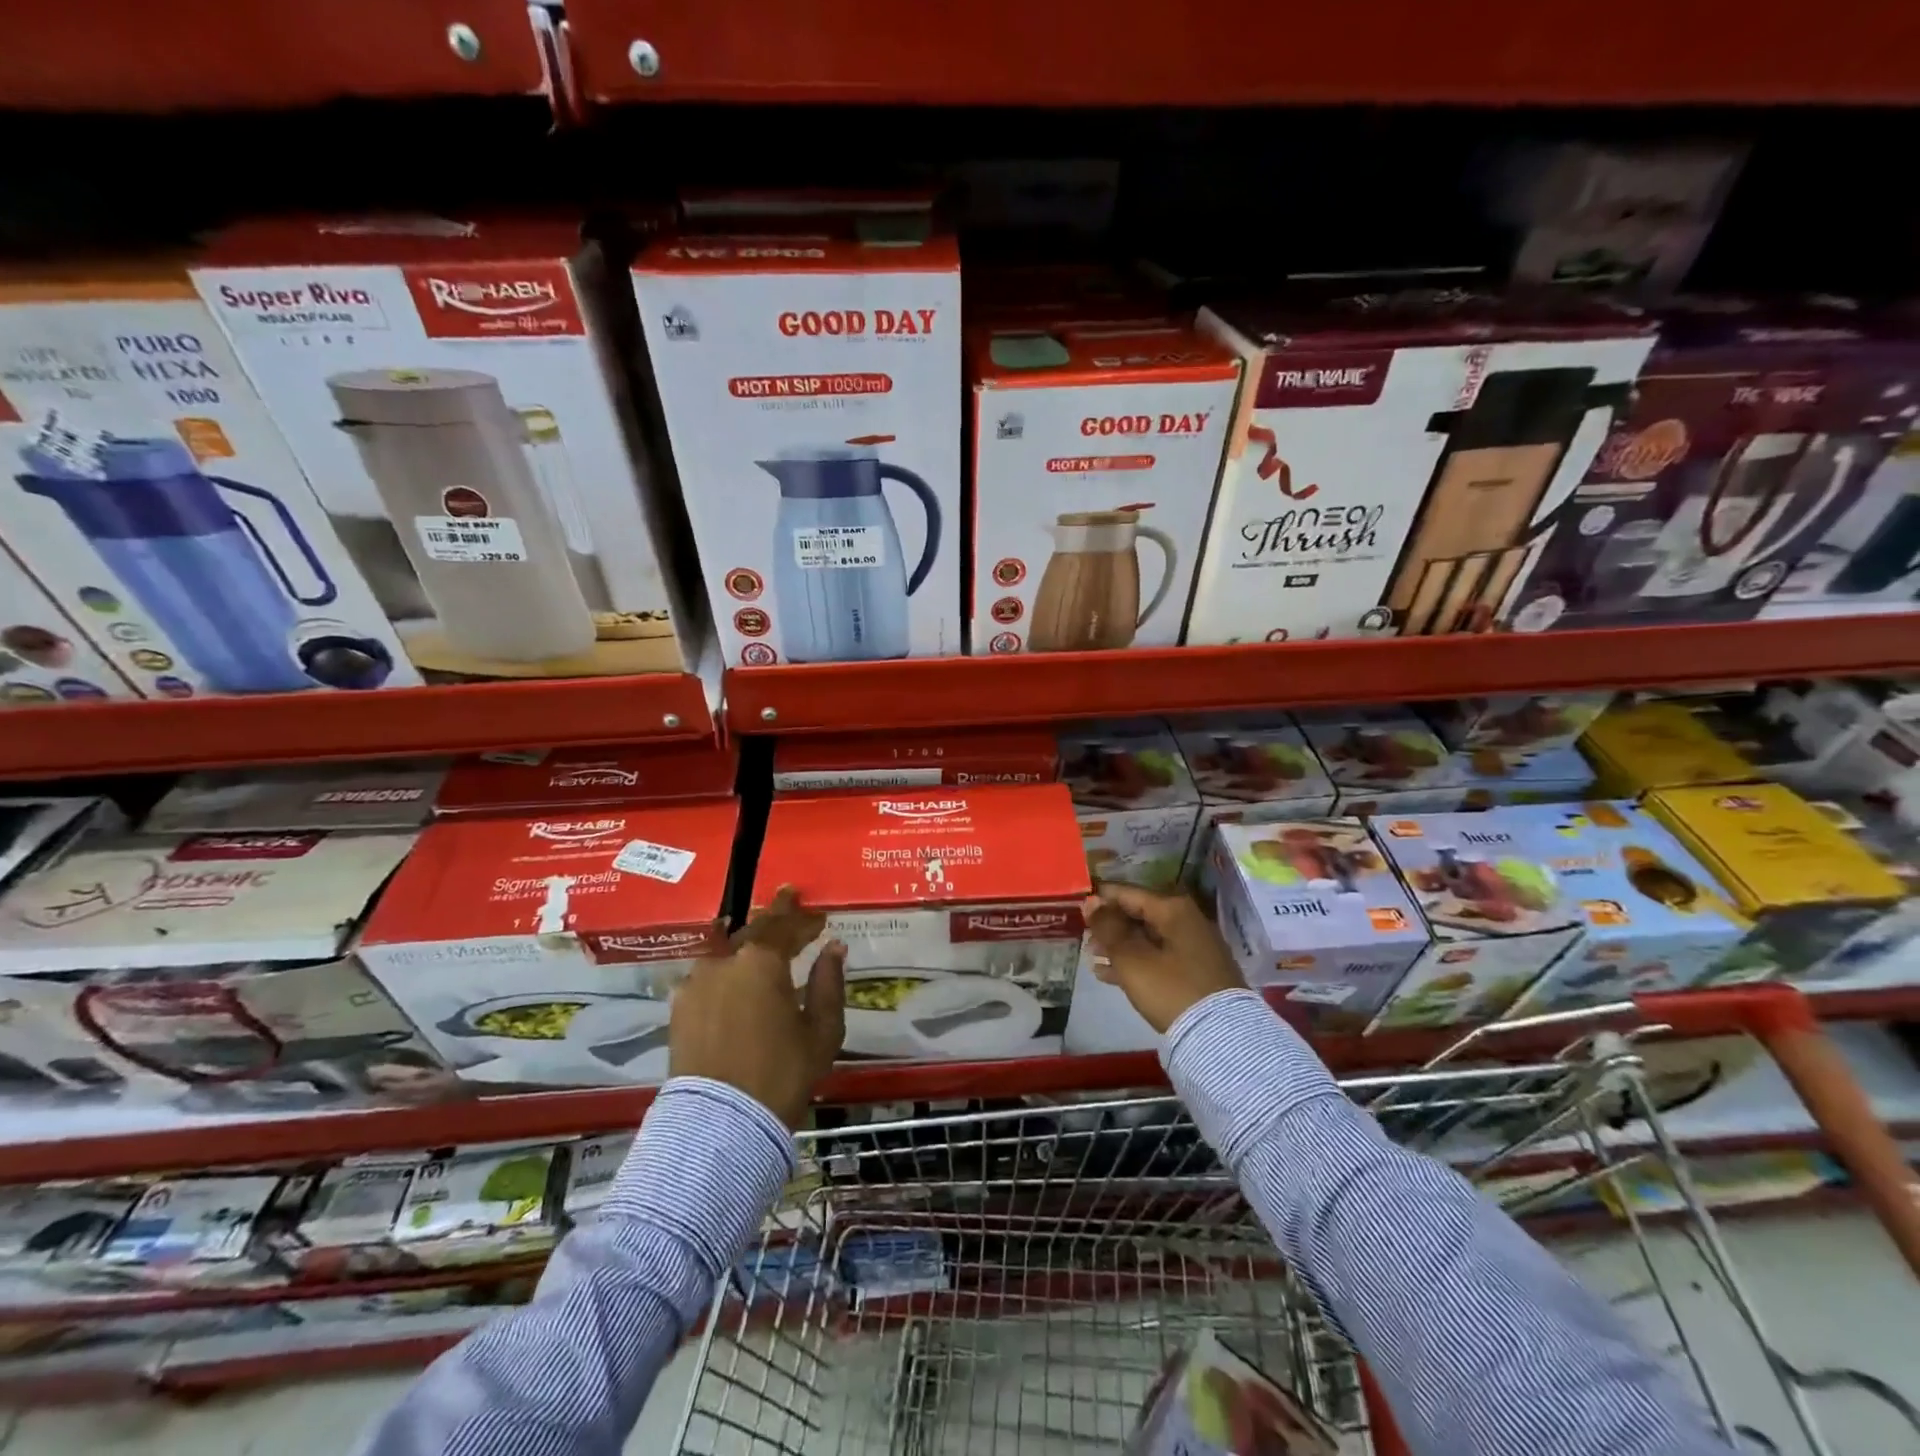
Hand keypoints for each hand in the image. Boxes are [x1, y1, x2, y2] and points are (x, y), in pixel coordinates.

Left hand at [669, 886, 845, 1127]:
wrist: (720, 1124)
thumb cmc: (781, 1074)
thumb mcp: (822, 1031)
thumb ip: (828, 983)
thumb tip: (834, 948)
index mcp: (762, 961)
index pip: (786, 926)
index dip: (805, 920)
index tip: (819, 917)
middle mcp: (725, 961)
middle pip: (753, 929)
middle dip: (774, 916)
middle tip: (788, 901)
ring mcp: (696, 982)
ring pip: (726, 949)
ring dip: (746, 941)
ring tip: (759, 937)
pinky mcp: (679, 1008)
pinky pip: (706, 974)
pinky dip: (724, 967)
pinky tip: (730, 972)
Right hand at [1084, 883, 1244, 1033]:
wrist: (1220, 1035)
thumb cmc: (1170, 988)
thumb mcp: (1131, 958)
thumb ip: (1108, 928)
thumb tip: (1091, 902)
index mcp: (1172, 909)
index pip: (1127, 893)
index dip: (1100, 899)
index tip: (1076, 910)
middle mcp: (1186, 920)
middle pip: (1138, 914)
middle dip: (1110, 926)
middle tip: (1085, 940)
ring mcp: (1194, 946)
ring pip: (1147, 938)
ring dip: (1119, 947)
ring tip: (1093, 958)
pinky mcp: (1197, 971)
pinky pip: (1158, 957)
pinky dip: (1136, 962)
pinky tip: (1111, 975)